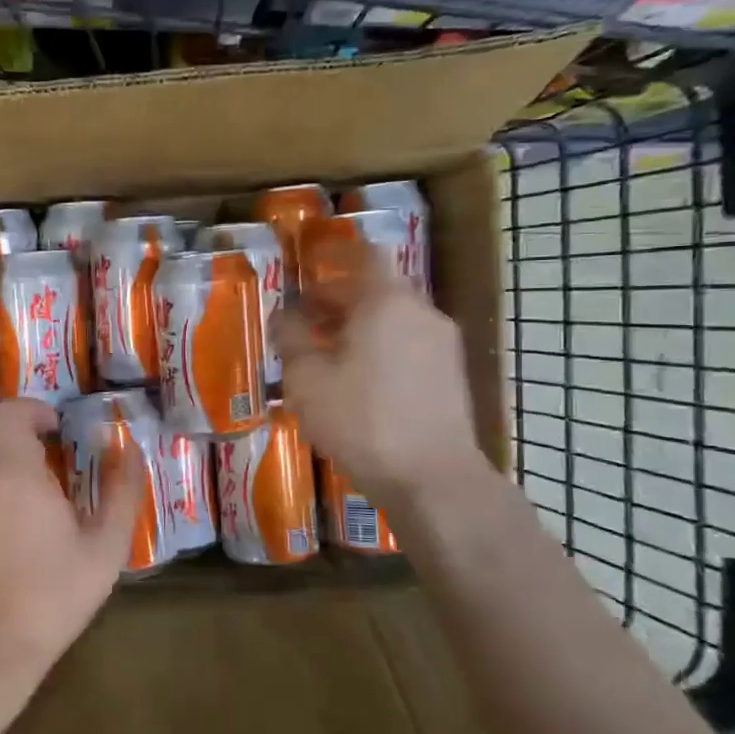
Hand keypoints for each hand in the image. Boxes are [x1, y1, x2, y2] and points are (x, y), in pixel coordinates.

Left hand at [0, 398, 136, 673]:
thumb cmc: (53, 595)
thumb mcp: (105, 549)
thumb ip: (122, 492)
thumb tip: (130, 449)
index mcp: (16, 472)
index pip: (9, 410)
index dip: (33, 409)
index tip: (54, 429)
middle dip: (2, 419)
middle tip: (30, 443)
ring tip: (4, 469)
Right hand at [274, 245, 487, 496]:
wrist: (432, 477)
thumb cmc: (361, 420)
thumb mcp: (308, 379)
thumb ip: (292, 338)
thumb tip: (283, 315)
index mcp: (386, 302)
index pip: (364, 256)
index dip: (335, 256)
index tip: (310, 264)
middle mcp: (421, 312)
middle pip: (378, 289)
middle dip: (339, 299)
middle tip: (304, 319)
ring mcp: (442, 344)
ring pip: (394, 319)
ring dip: (359, 326)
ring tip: (325, 354)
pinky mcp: (451, 376)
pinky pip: (408, 345)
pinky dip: (381, 348)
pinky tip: (357, 382)